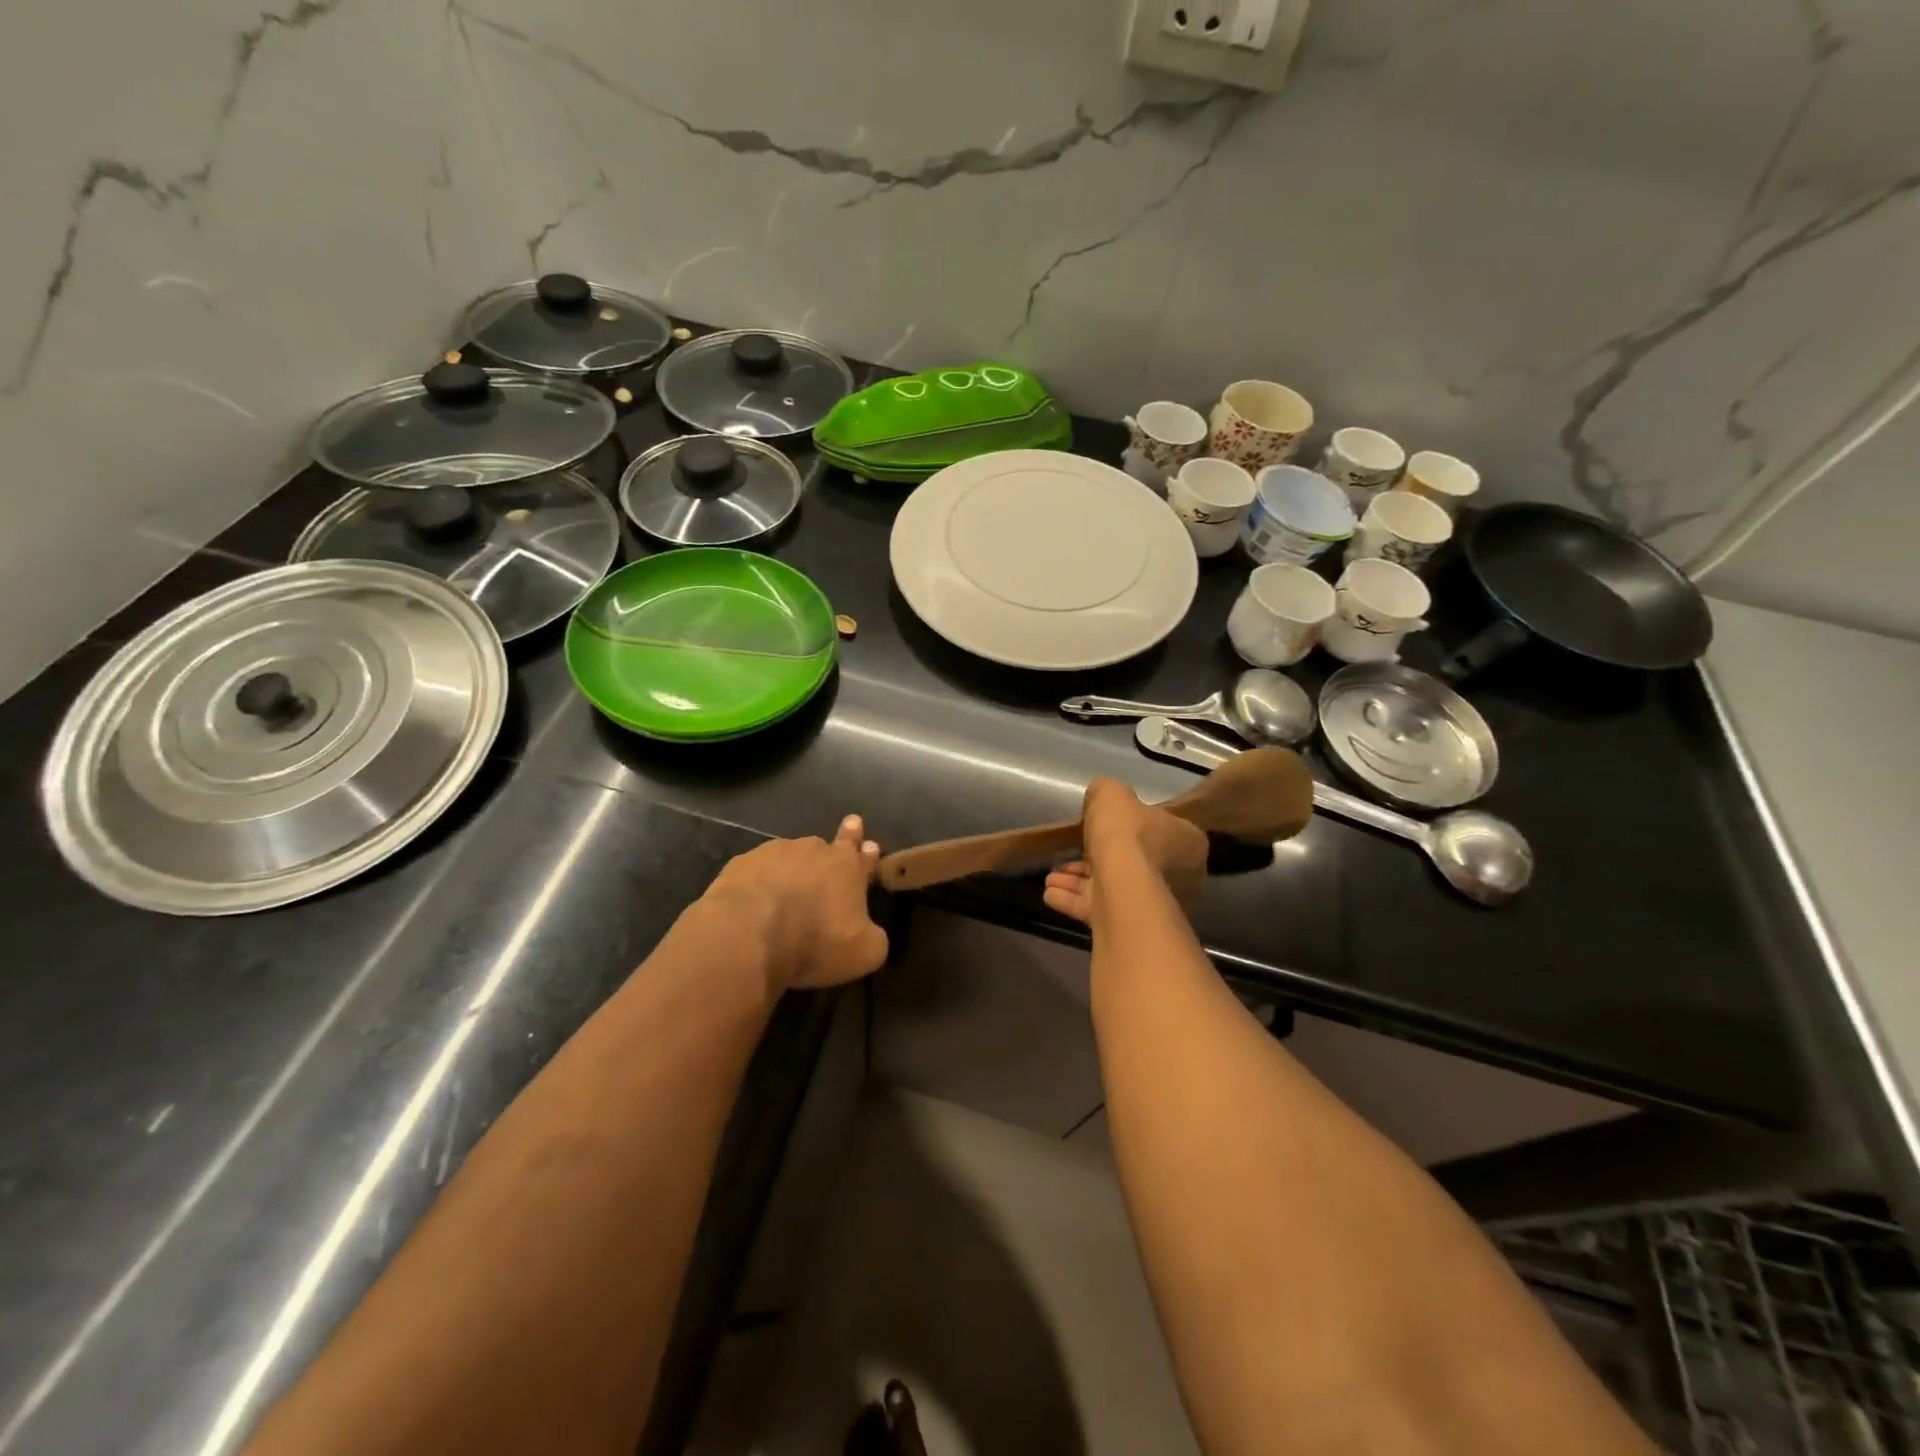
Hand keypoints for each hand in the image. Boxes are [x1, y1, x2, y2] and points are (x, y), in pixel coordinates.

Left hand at [703, 815, 888, 991]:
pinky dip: (761, 881)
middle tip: (847, 830)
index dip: (867, 853)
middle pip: (830, 845)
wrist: (749, 934)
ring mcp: (776, 852)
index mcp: (849, 868)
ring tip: (788, 888)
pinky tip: (755, 899)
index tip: (869, 845)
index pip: (863, 855)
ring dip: (794, 868)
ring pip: (792, 855)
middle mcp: (815, 851)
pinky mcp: (742, 863)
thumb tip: (868, 932)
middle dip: (840, 841)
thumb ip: (873, 938)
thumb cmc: (815, 942)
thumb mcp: (864, 953)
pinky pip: (758, 870)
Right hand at [1043, 778, 1207, 924]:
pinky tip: (1050, 893)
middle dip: (1093, 858)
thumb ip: (1106, 792)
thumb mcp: (1113, 794)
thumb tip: (1099, 798)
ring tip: (1051, 876)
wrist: (1123, 885)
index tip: (1100, 825)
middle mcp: (1178, 876)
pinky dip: (1073, 900)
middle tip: (1069, 853)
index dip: (1127, 826)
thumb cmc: (1128, 834)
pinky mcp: (1132, 925)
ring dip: (1078, 881)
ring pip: (1111, 886)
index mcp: (1187, 842)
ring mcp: (1154, 903)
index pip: (1159, 829)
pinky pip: (1099, 908)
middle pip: (1132, 861)